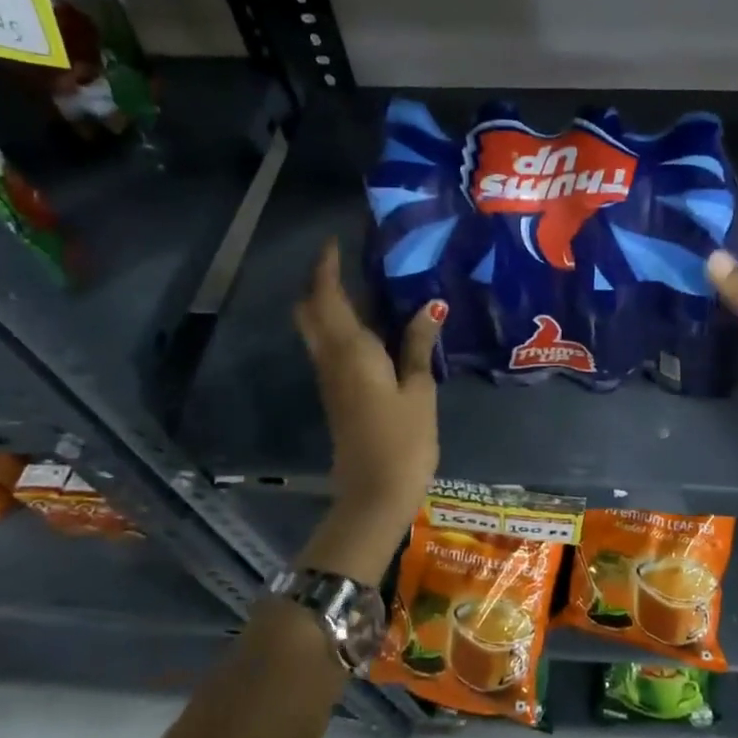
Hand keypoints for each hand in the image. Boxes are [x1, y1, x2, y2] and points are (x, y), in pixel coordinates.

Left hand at [293, 240, 442, 581]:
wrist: (373, 494)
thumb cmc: (402, 440)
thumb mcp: (419, 389)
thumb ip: (417, 345)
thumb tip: (427, 306)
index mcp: (351, 351)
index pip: (328, 297)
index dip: (327, 268)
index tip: (335, 243)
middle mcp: (331, 359)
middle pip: (310, 312)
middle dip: (320, 284)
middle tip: (349, 266)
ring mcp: (330, 379)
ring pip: (317, 330)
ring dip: (330, 305)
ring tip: (367, 290)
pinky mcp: (336, 395)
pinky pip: (330, 349)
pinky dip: (341, 328)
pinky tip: (374, 329)